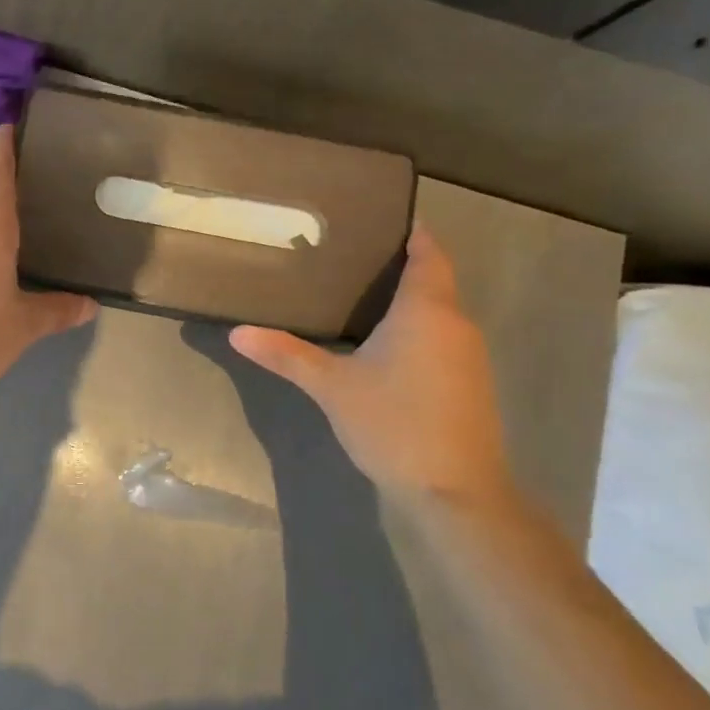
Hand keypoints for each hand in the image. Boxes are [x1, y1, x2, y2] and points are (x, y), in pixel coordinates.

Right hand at [229, 226, 512, 501]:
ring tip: (360, 293)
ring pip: (439, 311)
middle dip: (400, 265)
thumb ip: (286, 355)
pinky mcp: (471, 383)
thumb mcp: (331, 387)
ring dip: (409, 299)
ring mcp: (469, 355)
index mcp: (426, 311)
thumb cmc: (394, 424)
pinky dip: (418, 328)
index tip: (383, 217)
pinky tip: (385, 344)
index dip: (413, 233)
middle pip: (434, 280)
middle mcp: (455, 324)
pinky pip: (443, 337)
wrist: (456, 492)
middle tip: (351, 255)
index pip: (428, 254)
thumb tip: (237, 332)